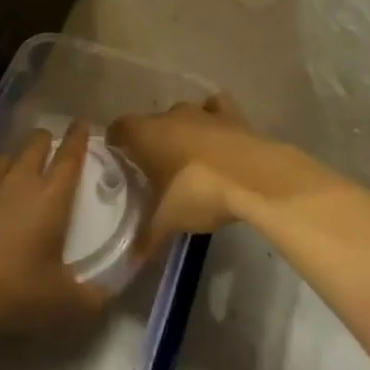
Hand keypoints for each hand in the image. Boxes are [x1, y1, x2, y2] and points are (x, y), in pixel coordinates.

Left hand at [0, 122, 107, 330]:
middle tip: (49, 150)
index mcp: (51, 195)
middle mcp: (20, 179)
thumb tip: (108, 297)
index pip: (70, 154)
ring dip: (14, 162)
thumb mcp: (64, 302)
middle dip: (45, 142)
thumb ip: (92, 297)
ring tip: (15, 176)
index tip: (81, 124)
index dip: (77, 137)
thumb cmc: (19, 292)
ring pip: (4, 158)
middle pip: (35, 144)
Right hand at [110, 92, 309, 259]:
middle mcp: (171, 115)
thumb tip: (129, 260)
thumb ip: (146, 238)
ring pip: (184, 115)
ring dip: (182, 131)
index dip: (116, 141)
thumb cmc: (197, 192)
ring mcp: (203, 112)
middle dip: (151, 141)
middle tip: (154, 169)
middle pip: (152, 123)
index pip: (120, 127)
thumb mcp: (167, 222)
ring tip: (186, 157)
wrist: (252, 177)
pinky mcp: (232, 115)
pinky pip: (216, 109)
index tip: (117, 158)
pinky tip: (217, 137)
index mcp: (146, 134)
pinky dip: (214, 119)